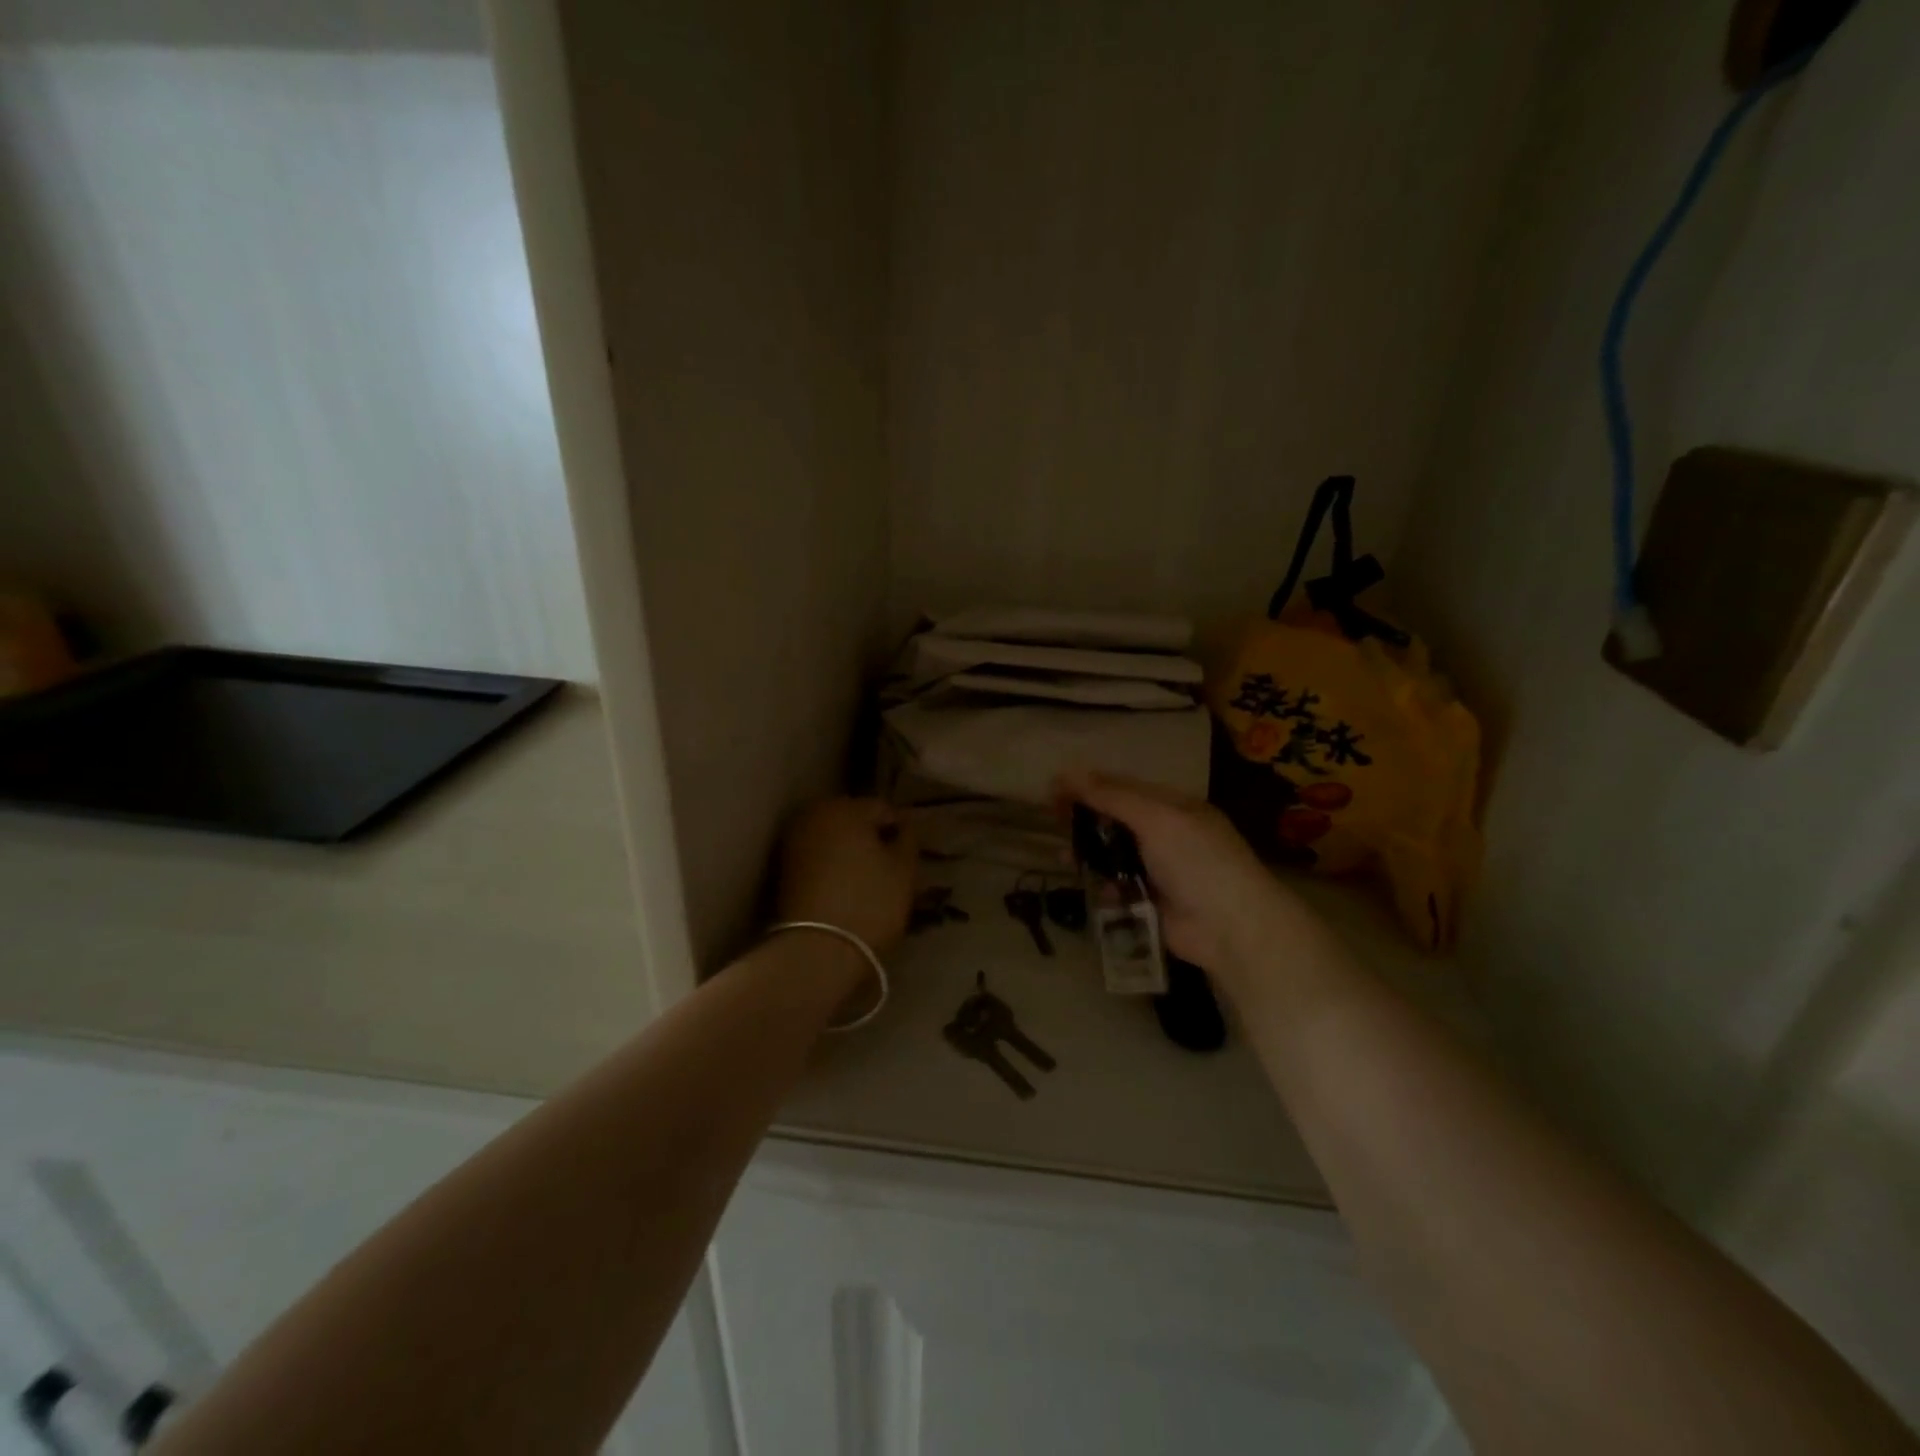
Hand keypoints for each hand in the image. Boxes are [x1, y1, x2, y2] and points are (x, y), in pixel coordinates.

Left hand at [777, 798, 917, 954]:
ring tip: (869, 881)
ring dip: (850, 852)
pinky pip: (818, 858)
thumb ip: (907, 839)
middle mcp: (813, 815)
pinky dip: (832, 867)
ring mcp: (793, 841)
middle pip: (853, 820)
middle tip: (890, 867)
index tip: (910, 856)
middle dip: (872, 837)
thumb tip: (902, 826)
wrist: (817, 950)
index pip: (883, 808)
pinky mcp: (783, 869)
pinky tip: (845, 889)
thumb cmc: (870, 902)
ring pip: (834, 839)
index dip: (901, 830)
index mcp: (845, 807)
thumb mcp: (904, 869)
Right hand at [1057, 771, 1318, 991]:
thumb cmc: (1196, 861)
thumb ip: (1112, 796)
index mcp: (1174, 806)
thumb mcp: (1155, 818)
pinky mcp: (1153, 901)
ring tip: (1063, 855)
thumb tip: (1069, 771)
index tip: (1053, 789)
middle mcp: (1168, 833)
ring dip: (1090, 852)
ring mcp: (1161, 869)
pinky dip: (1105, 885)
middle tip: (1052, 819)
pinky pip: (1121, 886)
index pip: (1124, 787)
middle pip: (1117, 820)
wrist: (1231, 927)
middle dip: (1086, 818)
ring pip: (1115, 854)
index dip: (1089, 785)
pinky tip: (1092, 886)